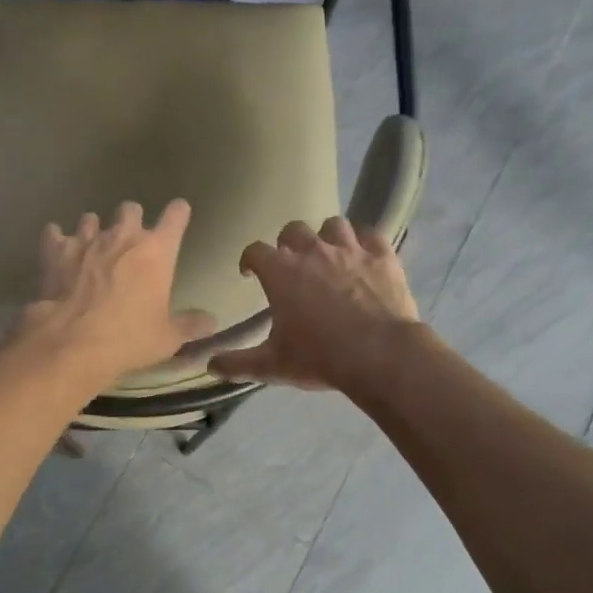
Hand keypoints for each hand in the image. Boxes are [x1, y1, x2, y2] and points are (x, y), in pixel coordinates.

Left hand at [14, 200, 215, 386]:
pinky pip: (54, 234)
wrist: (74, 342)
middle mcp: (123, 236)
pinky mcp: (56, 251)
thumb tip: (210, 321)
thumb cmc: (129, 337)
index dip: (178, 213)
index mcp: (157, 251)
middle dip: (132, 219)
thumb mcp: (167, 337)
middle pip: (131, 209)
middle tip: (130, 239)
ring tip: (92, 245)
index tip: (179, 213)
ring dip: (94, 229)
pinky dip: (56, 239)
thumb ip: (190, 325)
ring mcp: (87, 240)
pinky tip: (56, 246)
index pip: (175, 216)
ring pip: (91, 219)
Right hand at [209, 217, 418, 391]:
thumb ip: (238, 364)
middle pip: (293, 230)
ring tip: (328, 255)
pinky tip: (364, 257)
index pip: (255, 251)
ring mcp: (350, 250)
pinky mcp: (383, 257)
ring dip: (326, 237)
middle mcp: (312, 251)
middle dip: (288, 243)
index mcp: (281, 272)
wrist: (379, 355)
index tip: (249, 273)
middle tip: (291, 264)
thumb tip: (210, 366)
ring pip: (333, 225)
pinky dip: (365, 243)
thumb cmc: (319, 357)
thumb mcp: (273, 365)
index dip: (249, 259)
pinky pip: (371, 236)